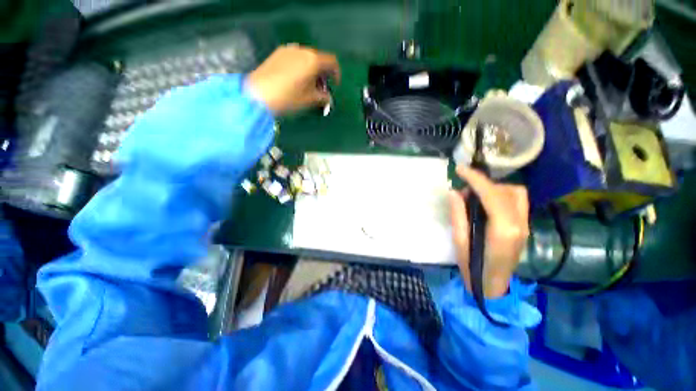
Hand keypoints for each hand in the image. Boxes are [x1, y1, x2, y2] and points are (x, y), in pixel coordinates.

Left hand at [247, 44, 340, 113]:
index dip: (336, 74)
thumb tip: (328, 98)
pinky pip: (295, 58)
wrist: (257, 95)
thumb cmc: (288, 98)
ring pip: (307, 58)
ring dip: (312, 71)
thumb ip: (323, 97)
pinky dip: (301, 67)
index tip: (335, 86)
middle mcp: (302, 50)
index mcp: (313, 60)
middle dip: (323, 74)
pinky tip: (296, 80)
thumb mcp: (309, 100)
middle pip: (319, 59)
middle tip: (321, 89)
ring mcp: (288, 50)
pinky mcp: (278, 53)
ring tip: (308, 86)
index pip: (332, 62)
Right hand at [448, 166, 528, 297]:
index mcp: (503, 230)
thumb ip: (458, 215)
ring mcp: (525, 225)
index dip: (476, 179)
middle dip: (484, 183)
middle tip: (464, 190)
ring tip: (475, 197)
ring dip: (494, 188)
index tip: (460, 169)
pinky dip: (500, 195)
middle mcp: (519, 224)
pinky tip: (485, 203)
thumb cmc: (473, 267)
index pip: (492, 195)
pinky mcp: (524, 226)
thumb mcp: (459, 242)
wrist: (493, 287)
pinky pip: (516, 201)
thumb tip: (455, 192)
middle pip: (507, 190)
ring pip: (516, 193)